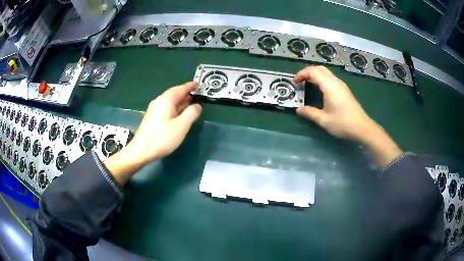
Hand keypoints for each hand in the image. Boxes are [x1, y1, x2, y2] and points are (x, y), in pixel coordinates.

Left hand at [104, 82, 201, 184]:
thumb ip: (192, 113)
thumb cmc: (162, 138)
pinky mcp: (152, 117)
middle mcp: (159, 101)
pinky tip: (178, 114)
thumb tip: (197, 105)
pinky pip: (166, 107)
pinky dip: (175, 107)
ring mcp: (154, 109)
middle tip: (197, 95)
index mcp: (166, 100)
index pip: (180, 89)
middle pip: (174, 93)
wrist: (141, 151)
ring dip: (180, 101)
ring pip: (170, 101)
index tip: (198, 84)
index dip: (190, 86)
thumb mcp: (182, 126)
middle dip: (186, 93)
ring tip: (190, 104)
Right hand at [295, 66, 402, 166]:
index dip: (302, 74)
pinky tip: (320, 90)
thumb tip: (298, 110)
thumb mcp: (324, 120)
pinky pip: (331, 79)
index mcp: (330, 86)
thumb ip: (310, 113)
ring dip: (315, 75)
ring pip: (326, 73)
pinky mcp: (345, 90)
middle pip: (320, 69)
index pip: (313, 72)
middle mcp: (336, 82)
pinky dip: (322, 79)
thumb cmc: (343, 123)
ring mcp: (341, 85)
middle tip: (300, 80)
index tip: (295, 82)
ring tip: (307, 84)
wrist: (362, 128)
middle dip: (308, 72)